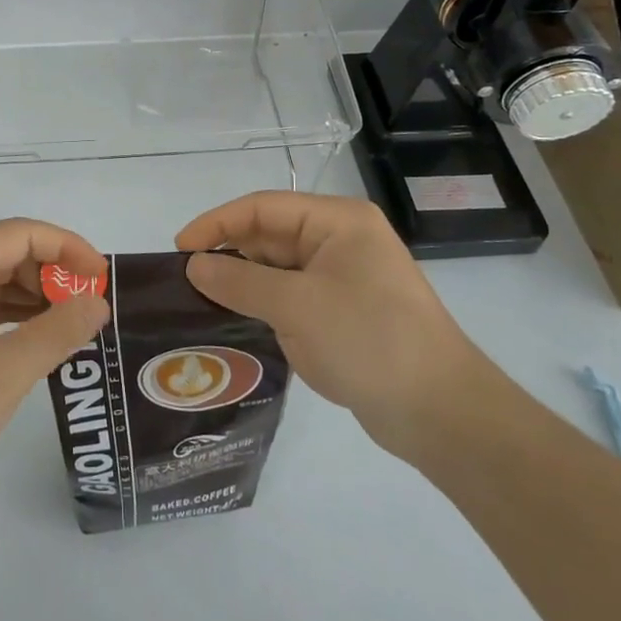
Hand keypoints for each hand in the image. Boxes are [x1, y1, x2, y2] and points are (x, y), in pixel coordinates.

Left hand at [0, 220, 112, 499]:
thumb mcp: (8, 368)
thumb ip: (59, 330)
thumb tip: (98, 302)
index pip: (21, 233)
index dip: (68, 248)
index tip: (103, 277)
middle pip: (8, 252)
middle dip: (53, 273)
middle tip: (90, 305)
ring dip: (36, 296)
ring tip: (74, 323)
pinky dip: (14, 316)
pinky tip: (39, 338)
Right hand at [176, 192, 487, 457]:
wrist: (441, 413)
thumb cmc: (370, 340)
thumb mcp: (297, 306)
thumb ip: (240, 281)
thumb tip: (193, 265)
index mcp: (337, 221)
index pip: (261, 208)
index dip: (216, 224)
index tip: (179, 250)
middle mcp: (338, 241)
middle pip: (268, 236)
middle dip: (227, 254)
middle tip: (184, 282)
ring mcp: (341, 278)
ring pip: (276, 269)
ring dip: (241, 283)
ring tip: (198, 303)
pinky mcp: (340, 312)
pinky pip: (288, 297)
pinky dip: (260, 305)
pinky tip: (232, 323)